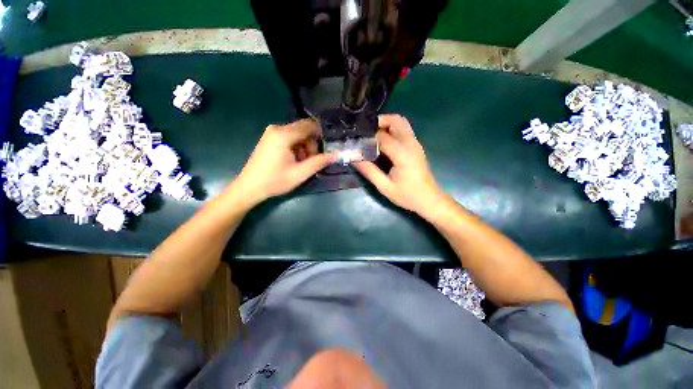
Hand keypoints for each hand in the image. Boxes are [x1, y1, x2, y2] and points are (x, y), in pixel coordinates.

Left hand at [234, 119, 336, 205]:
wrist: (249, 187)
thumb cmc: (275, 181)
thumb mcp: (300, 173)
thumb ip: (319, 162)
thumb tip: (336, 155)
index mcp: (284, 134)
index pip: (310, 125)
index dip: (321, 135)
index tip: (326, 149)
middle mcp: (277, 128)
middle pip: (304, 130)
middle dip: (312, 144)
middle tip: (312, 161)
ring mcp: (272, 133)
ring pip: (297, 135)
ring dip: (304, 148)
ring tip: (302, 164)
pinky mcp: (270, 139)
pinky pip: (289, 138)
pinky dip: (296, 148)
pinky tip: (293, 161)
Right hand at [353, 115, 445, 218]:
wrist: (429, 200)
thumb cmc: (407, 196)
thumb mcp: (384, 186)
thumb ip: (369, 171)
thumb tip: (354, 158)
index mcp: (403, 154)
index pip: (382, 136)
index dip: (368, 137)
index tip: (356, 141)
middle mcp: (411, 144)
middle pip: (396, 120)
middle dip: (379, 121)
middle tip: (365, 132)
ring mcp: (415, 144)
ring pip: (401, 123)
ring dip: (386, 124)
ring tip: (372, 136)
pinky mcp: (416, 147)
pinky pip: (404, 130)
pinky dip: (392, 129)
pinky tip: (382, 142)